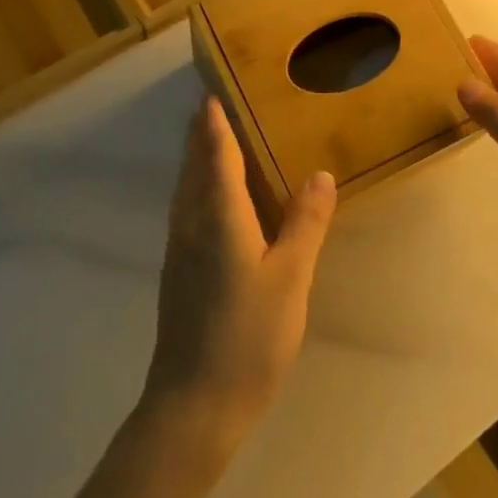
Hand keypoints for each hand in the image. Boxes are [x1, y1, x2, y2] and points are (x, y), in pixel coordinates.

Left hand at [141, 97, 336, 448]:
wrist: (193, 404)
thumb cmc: (248, 337)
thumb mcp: (290, 279)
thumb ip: (305, 224)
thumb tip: (320, 174)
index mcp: (219, 217)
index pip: (216, 156)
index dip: (214, 124)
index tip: (212, 93)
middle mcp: (192, 224)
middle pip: (193, 167)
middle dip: (199, 135)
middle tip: (209, 105)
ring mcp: (179, 249)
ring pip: (185, 189)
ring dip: (193, 159)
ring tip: (206, 140)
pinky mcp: (177, 272)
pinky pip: (184, 210)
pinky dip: (194, 186)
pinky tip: (206, 200)